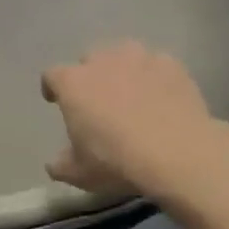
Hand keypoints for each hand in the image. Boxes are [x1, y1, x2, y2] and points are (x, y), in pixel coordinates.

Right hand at [41, 41, 226, 195]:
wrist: (177, 154)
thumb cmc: (116, 161)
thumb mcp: (79, 174)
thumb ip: (61, 164)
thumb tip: (56, 163)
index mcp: (73, 84)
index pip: (52, 76)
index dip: (52, 88)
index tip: (56, 101)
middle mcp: (103, 61)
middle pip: (89, 59)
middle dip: (90, 76)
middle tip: (98, 100)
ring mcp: (140, 59)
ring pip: (125, 55)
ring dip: (123, 70)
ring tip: (131, 93)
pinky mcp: (172, 65)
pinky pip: (157, 65)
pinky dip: (155, 77)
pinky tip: (162, 97)